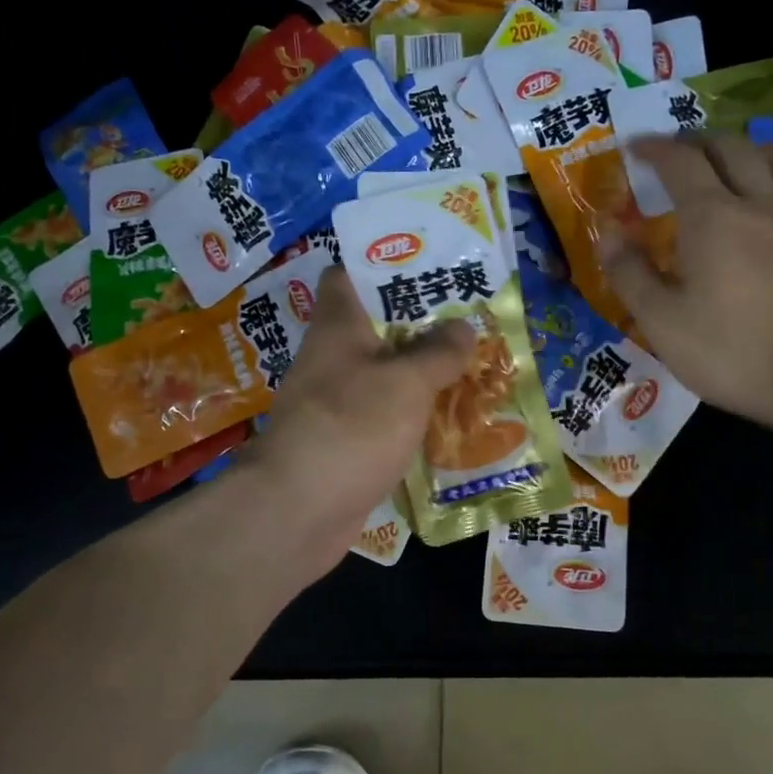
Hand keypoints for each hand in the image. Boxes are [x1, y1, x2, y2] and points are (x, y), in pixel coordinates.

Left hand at [243, 265, 474, 562]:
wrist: (298, 509)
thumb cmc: (352, 426)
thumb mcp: (406, 381)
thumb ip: (438, 351)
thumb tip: (463, 326)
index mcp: (338, 326)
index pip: (350, 275)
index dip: (386, 264)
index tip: (431, 265)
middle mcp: (333, 358)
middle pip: (378, 327)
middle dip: (424, 324)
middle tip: (472, 320)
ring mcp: (337, 403)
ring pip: (386, 375)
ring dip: (424, 373)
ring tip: (473, 366)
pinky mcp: (347, 442)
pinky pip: (386, 417)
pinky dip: (414, 415)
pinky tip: (452, 419)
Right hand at [603, 133, 772, 428]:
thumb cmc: (730, 350)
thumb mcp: (661, 321)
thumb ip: (629, 273)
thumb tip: (607, 233)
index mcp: (711, 216)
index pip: (680, 160)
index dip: (654, 148)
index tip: (633, 146)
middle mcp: (756, 205)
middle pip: (730, 148)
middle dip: (697, 140)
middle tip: (674, 152)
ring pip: (766, 167)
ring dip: (736, 158)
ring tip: (716, 173)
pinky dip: (760, 192)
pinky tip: (753, 223)